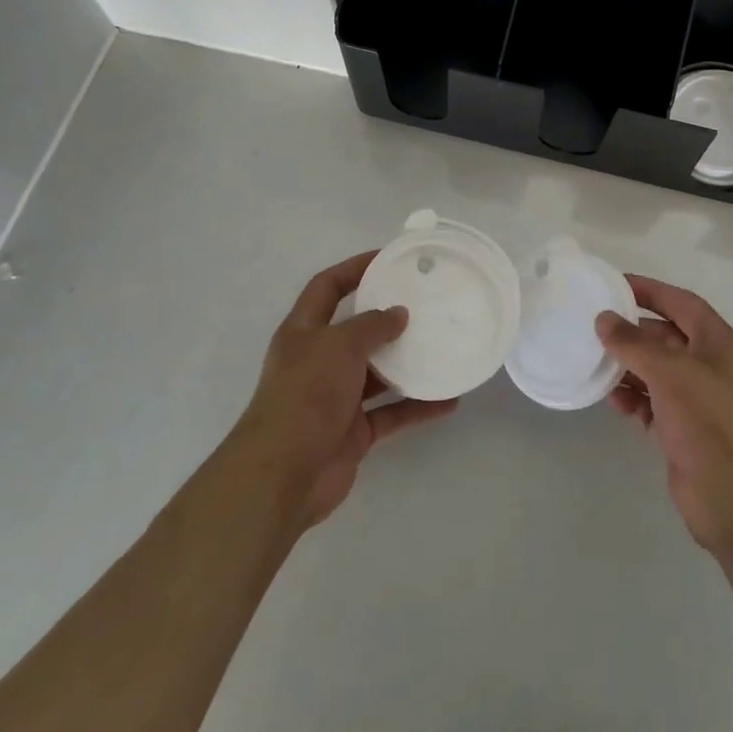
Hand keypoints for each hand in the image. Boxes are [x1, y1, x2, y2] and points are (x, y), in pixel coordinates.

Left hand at [229, 251, 457, 528]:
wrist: (284, 474)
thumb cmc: (306, 394)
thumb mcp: (339, 345)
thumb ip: (371, 325)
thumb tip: (398, 314)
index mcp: (304, 332)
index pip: (327, 287)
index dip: (354, 268)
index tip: (388, 258)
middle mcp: (318, 361)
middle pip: (355, 330)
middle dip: (386, 317)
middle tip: (425, 303)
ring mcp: (335, 398)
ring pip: (377, 373)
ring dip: (407, 363)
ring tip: (442, 347)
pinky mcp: (353, 432)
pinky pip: (391, 412)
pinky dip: (417, 407)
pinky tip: (448, 400)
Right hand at [598, 277, 732, 558]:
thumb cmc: (709, 421)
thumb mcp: (669, 371)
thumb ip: (633, 342)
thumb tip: (604, 319)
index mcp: (718, 342)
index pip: (681, 303)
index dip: (650, 290)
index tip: (615, 284)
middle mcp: (710, 366)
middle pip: (666, 336)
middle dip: (633, 332)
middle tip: (595, 325)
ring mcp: (698, 400)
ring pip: (656, 371)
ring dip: (628, 366)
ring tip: (595, 363)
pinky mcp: (683, 430)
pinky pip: (652, 403)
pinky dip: (633, 398)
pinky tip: (612, 400)